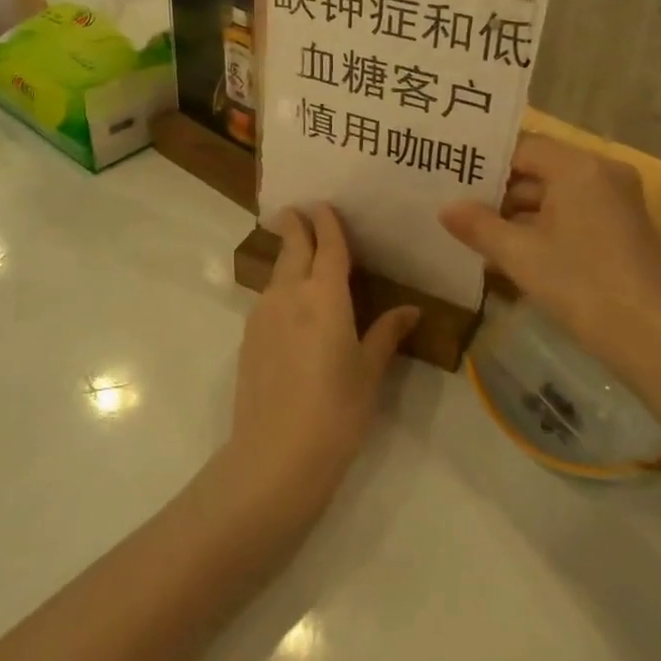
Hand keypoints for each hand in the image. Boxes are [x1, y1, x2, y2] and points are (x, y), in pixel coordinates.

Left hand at [220, 204, 418, 525]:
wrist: (275, 455)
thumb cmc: (336, 410)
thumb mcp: (369, 371)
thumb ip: (386, 334)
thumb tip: (411, 310)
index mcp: (324, 296)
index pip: (327, 246)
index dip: (327, 223)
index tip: (324, 205)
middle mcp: (289, 294)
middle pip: (293, 249)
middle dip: (297, 227)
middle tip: (299, 211)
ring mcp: (263, 314)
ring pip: (276, 273)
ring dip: (287, 257)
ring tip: (298, 252)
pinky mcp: (248, 338)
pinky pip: (267, 298)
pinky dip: (278, 286)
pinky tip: (288, 302)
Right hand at [440, 134, 660, 378]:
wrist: (650, 338)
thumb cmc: (580, 285)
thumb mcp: (519, 255)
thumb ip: (478, 226)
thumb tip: (445, 208)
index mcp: (578, 167)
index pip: (521, 148)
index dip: (485, 163)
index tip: (452, 176)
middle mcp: (602, 171)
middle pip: (539, 168)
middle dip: (499, 190)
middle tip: (458, 203)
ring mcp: (617, 198)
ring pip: (555, 192)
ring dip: (519, 211)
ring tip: (476, 229)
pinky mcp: (623, 224)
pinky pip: (574, 209)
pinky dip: (545, 223)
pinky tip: (512, 247)